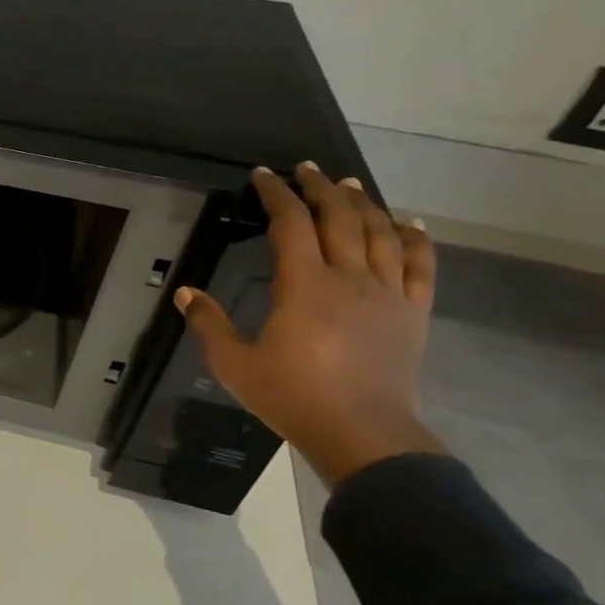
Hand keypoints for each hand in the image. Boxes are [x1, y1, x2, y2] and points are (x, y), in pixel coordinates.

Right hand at [174, 162, 448, 488]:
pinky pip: (420, 265)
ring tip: (349, 185)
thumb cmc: (292, 397)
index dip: (276, 194)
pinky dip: (415, 238)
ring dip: (363, 203)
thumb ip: (208, 323)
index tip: (263, 175)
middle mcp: (349, 277)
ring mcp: (386, 293)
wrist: (363, 435)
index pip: (291, 223)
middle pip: (339, 217)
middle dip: (321, 187)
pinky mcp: (412, 312)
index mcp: (303, 285)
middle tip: (306, 169)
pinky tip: (409, 223)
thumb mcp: (234, 363)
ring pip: (380, 233)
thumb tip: (184, 292)